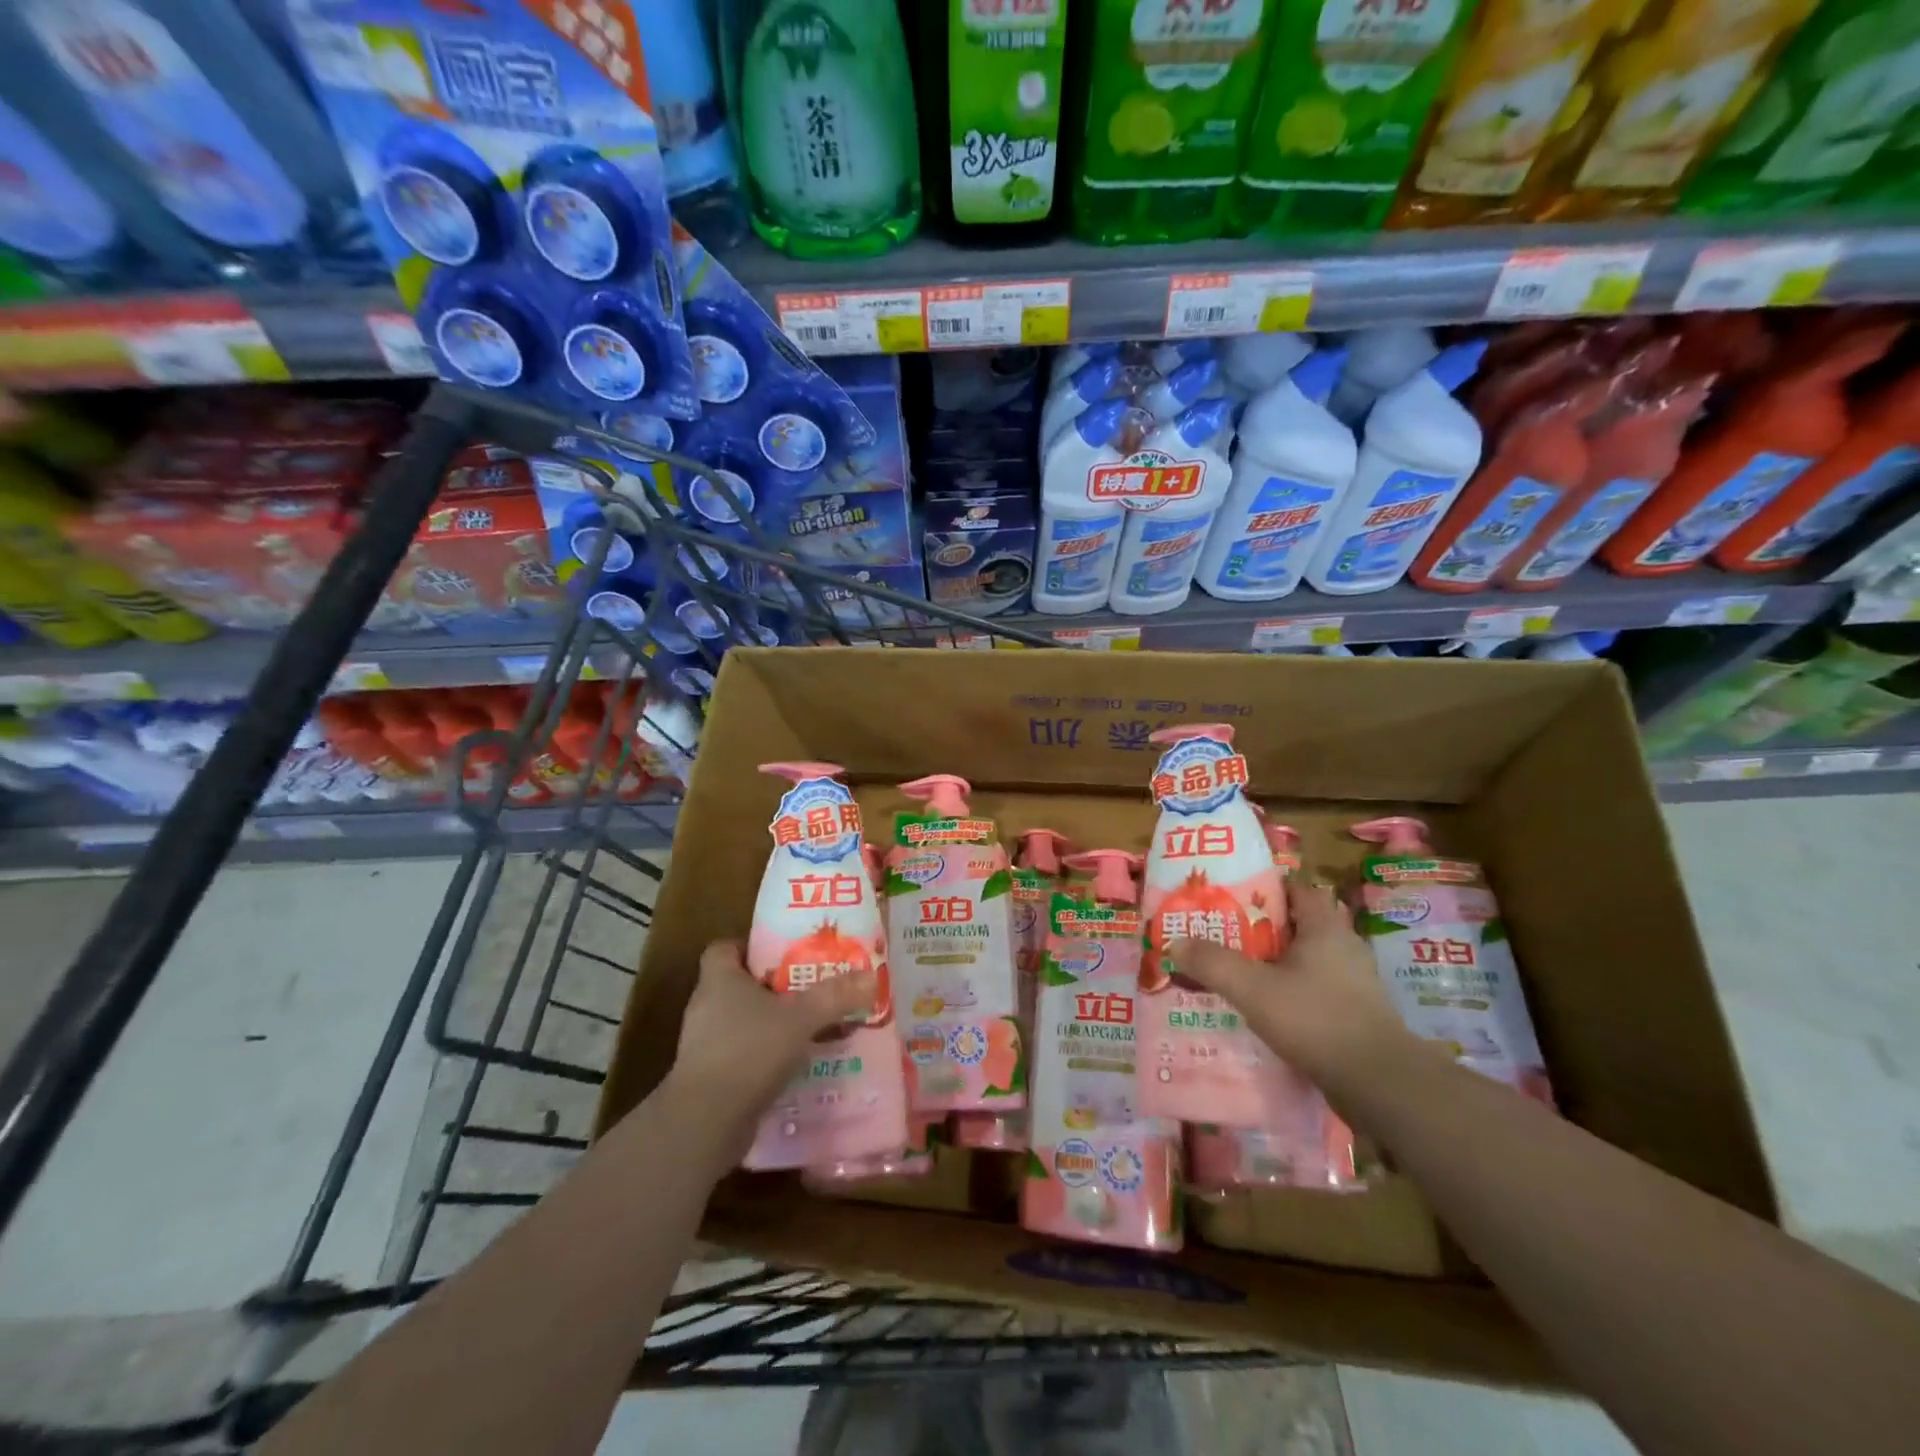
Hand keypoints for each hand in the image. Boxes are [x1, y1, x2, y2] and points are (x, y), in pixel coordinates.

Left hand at [662, 941, 877, 1157]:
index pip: (723, 949)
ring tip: (809, 1027)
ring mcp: (704, 1045)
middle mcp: (706, 1007)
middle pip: (738, 985)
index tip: (782, 954)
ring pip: (742, 1022)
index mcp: (719, 980)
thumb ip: (834, 996)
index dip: (750, 947)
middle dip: (773, 987)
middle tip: (809, 988)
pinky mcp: (710, 1078)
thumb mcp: (800, 1019)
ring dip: (772, 1024)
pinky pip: (742, 1055)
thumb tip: (870, 977)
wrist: (705, 1123)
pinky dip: (765, 1056)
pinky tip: (795, 1065)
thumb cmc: (748, 1051)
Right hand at [1170, 882, 1414, 1095]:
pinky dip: (1290, 993)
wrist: (1379, 1084)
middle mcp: (1344, 947)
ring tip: (1237, 973)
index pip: (1297, 889)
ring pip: (1306, 961)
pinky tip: (1264, 1009)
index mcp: (1325, 927)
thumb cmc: (1316, 1020)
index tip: (1231, 897)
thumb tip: (1175, 941)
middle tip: (1224, 935)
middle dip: (1261, 929)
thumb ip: (1212, 962)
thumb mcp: (1252, 988)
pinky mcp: (1356, 1014)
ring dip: (1275, 964)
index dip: (1264, 888)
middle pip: (1298, 925)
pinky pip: (1315, 990)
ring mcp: (1354, 983)